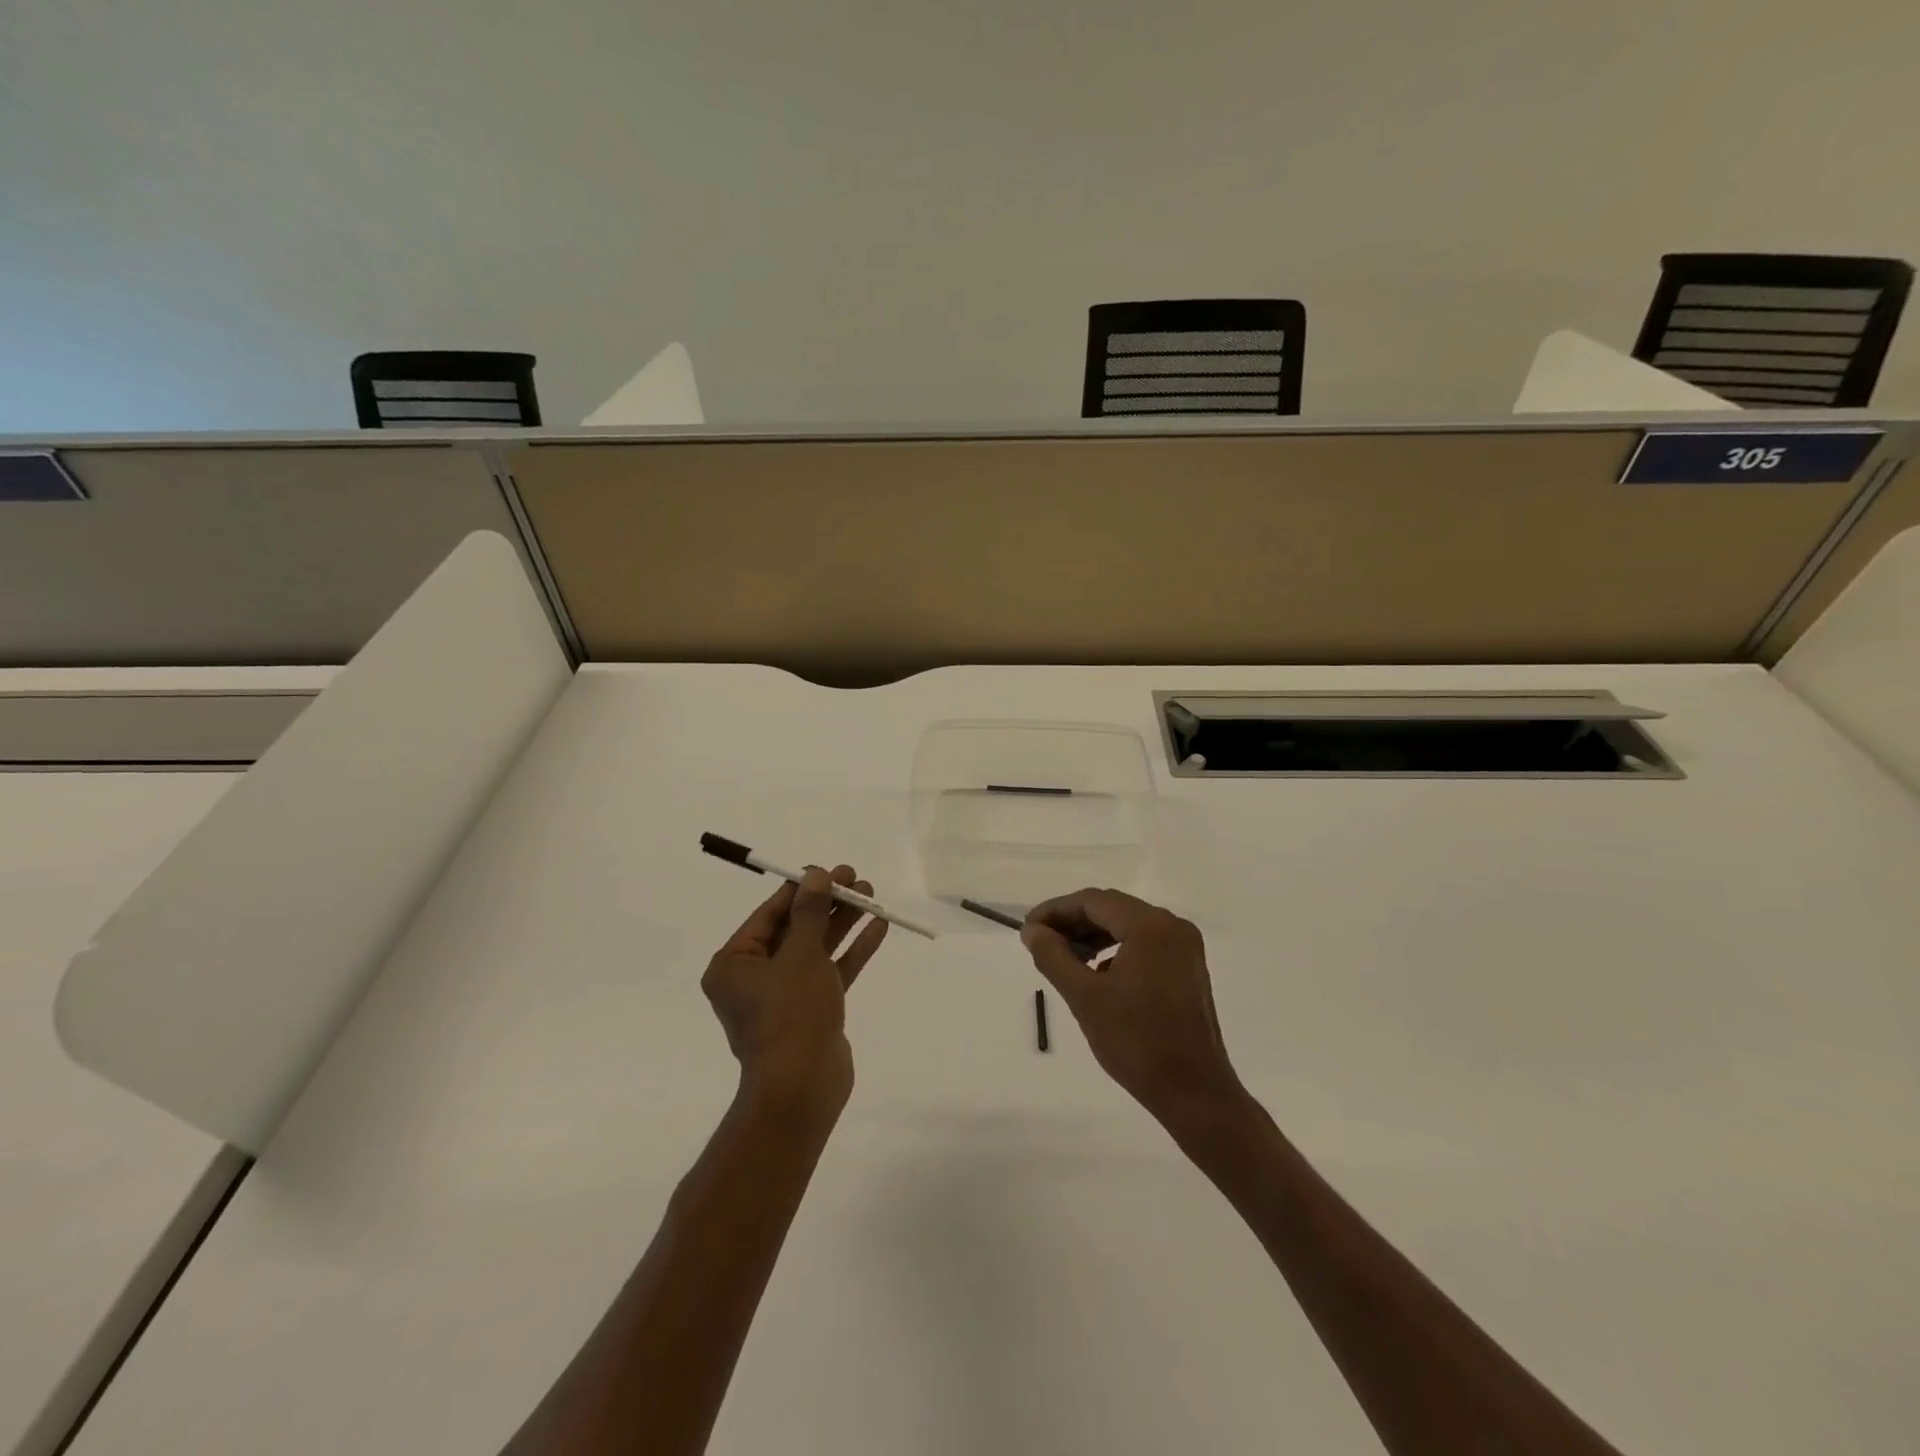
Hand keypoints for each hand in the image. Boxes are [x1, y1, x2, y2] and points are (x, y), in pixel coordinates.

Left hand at [703, 865, 888, 1110]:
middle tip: (857, 879)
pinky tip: (877, 927)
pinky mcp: (811, 1012)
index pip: (769, 914)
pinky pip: (830, 972)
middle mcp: (754, 978)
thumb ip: (809, 913)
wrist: (803, 1089)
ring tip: (871, 895)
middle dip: (827, 904)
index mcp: (734, 964)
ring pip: (816, 949)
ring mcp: (784, 997)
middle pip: (795, 929)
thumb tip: (815, 876)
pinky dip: (851, 951)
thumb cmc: (791, 1014)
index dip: (802, 889)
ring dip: (843, 923)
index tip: (830, 870)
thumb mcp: (801, 955)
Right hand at [1022, 888, 1242, 1126]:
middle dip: (1073, 922)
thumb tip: (1032, 931)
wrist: (1193, 1093)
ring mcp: (1184, 947)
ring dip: (1093, 936)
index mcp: (1151, 926)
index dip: (1056, 910)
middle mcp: (1172, 926)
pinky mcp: (1187, 968)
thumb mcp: (1084, 997)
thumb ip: (1053, 956)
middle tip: (1039, 942)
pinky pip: (1143, 944)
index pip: (1093, 901)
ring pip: (1127, 926)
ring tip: (1062, 957)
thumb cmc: (1136, 1042)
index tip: (1028, 930)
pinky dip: (1115, 950)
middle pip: (1112, 909)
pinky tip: (1096, 974)